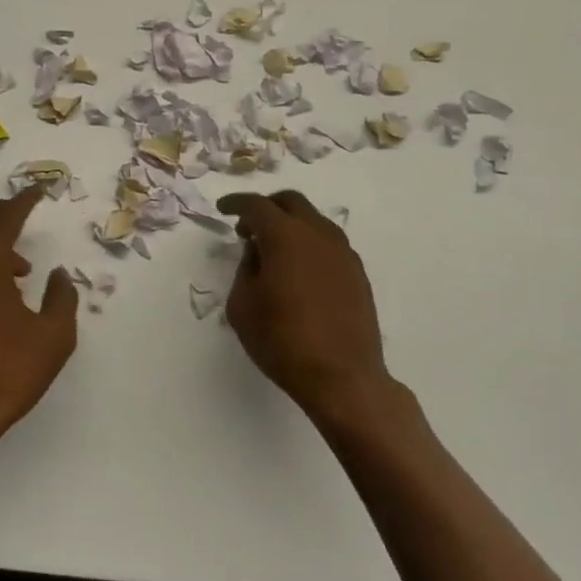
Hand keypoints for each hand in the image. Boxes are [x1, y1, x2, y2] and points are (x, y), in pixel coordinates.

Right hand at [217, 190, 397, 425]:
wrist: (343, 378)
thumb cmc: (283, 341)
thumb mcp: (243, 305)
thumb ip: (245, 268)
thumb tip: (257, 252)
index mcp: (285, 236)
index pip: (256, 205)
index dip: (236, 203)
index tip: (223, 208)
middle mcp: (317, 234)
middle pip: (290, 202)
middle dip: (266, 207)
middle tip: (248, 227)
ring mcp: (342, 252)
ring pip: (313, 220)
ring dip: (290, 224)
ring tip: (273, 250)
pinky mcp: (357, 272)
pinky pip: (328, 242)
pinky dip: (309, 243)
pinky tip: (299, 269)